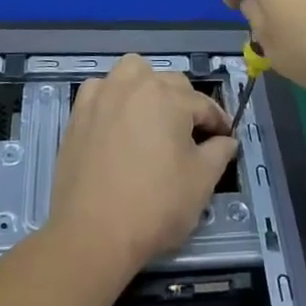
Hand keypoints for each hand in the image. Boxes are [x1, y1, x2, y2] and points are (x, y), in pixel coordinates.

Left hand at [48, 55, 237, 278]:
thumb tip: (227, 140)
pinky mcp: (78, 113)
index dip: (218, 122)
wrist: (93, 234)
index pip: (203, 104)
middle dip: (186, 104)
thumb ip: (219, 153)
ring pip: (132, 72)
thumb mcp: (201, 182)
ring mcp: (103, 96)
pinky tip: (116, 119)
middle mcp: (136, 85)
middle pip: (170, 83)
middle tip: (190, 136)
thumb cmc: (155, 206)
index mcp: (170, 97)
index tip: (225, 138)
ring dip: (147, 85)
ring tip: (152, 114)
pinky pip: (100, 89)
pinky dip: (112, 96)